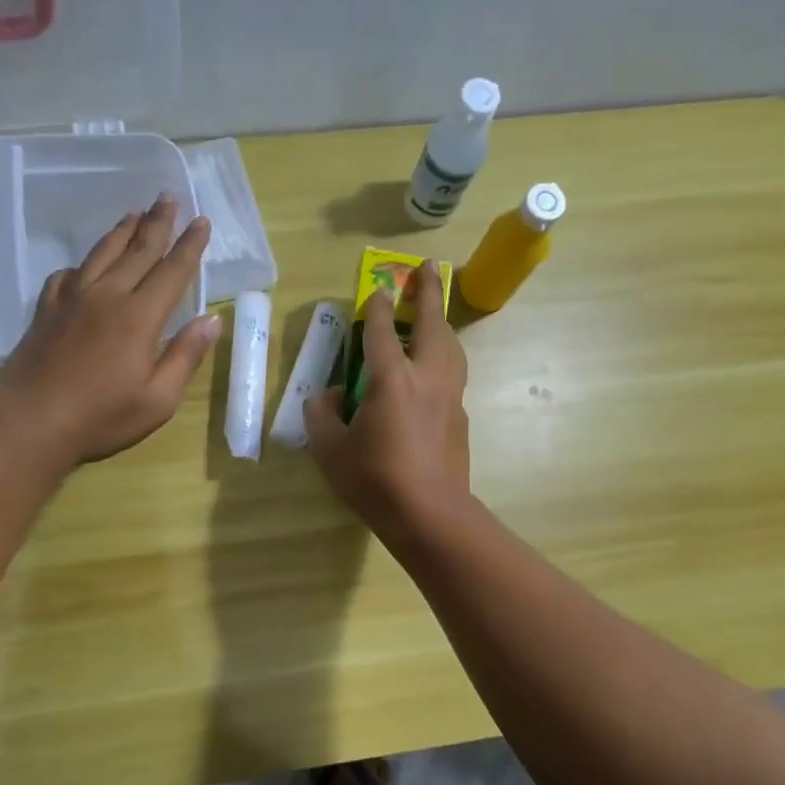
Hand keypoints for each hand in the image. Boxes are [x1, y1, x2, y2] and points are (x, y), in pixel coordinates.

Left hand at [0, 196, 220, 464]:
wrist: (31, 421)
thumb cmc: (102, 417)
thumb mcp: (158, 400)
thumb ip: (185, 356)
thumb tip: (212, 320)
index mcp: (139, 317)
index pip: (172, 271)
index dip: (189, 246)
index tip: (202, 221)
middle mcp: (107, 296)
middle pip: (137, 250)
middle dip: (157, 223)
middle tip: (168, 196)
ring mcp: (72, 299)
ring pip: (101, 253)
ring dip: (121, 231)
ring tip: (134, 213)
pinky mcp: (47, 310)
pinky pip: (67, 274)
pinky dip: (83, 264)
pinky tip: (85, 266)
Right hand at [305, 260, 470, 540]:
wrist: (430, 515)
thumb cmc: (375, 481)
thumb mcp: (330, 450)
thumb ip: (323, 415)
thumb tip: (328, 396)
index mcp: (391, 379)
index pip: (380, 330)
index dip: (376, 306)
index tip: (376, 289)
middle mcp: (426, 377)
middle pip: (431, 324)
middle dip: (427, 292)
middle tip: (426, 268)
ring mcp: (450, 397)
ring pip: (451, 347)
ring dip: (441, 323)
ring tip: (434, 315)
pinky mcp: (461, 418)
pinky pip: (454, 375)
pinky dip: (445, 358)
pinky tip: (436, 370)